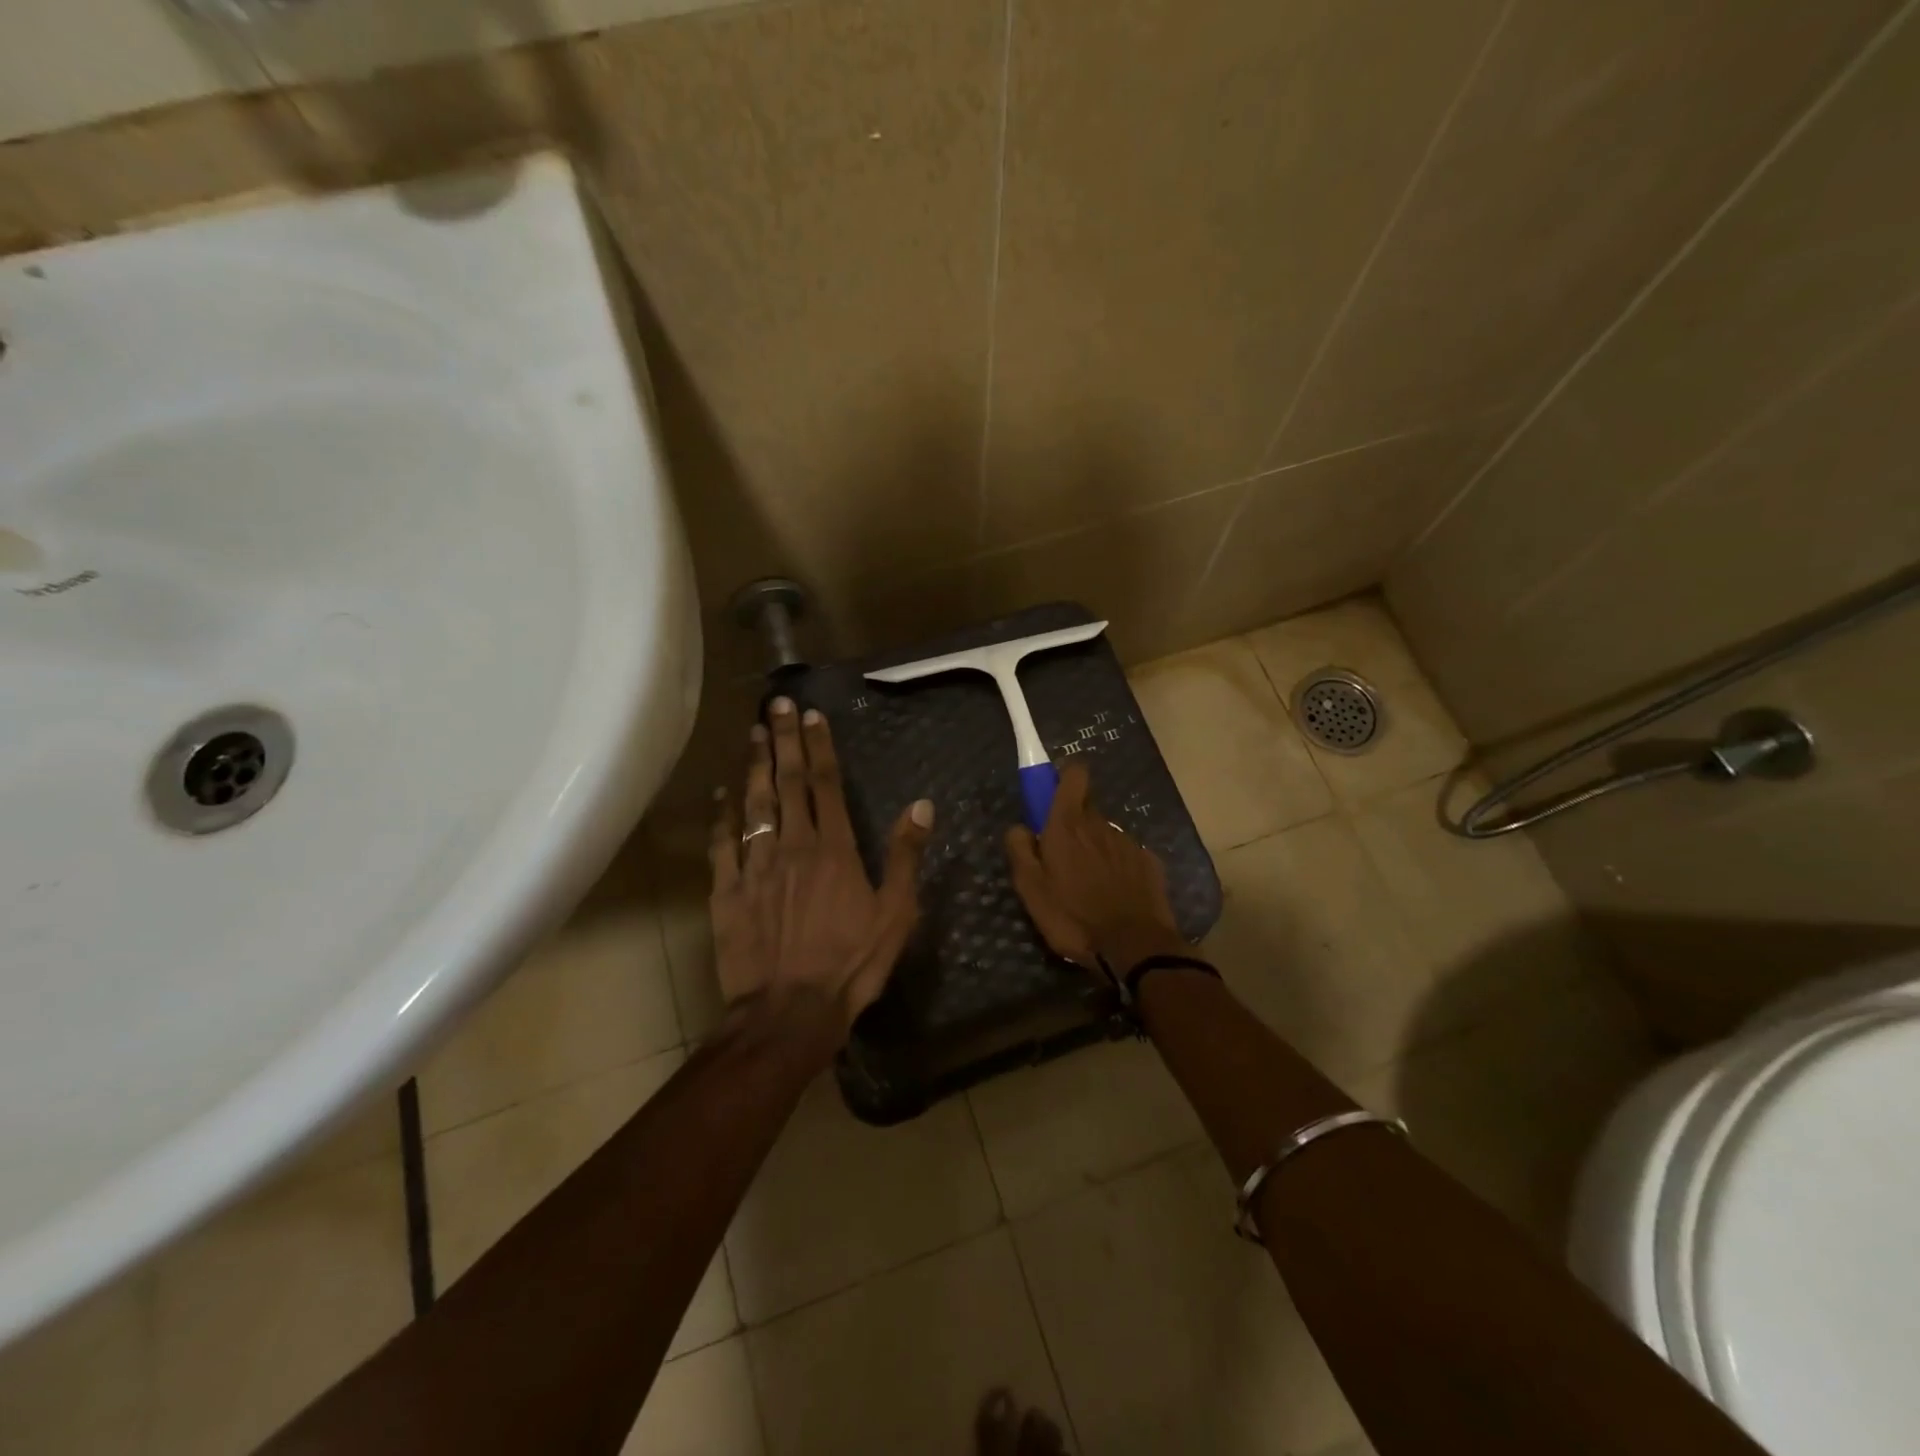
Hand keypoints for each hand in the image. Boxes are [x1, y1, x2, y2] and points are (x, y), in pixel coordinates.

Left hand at [709, 696, 933, 1036]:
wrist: (788, 1011)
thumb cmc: (851, 964)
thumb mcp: (896, 914)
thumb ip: (905, 856)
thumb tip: (922, 805)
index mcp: (834, 850)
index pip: (826, 786)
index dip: (820, 749)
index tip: (812, 716)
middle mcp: (793, 847)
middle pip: (787, 784)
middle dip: (783, 741)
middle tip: (776, 705)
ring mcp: (756, 868)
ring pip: (753, 806)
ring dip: (753, 766)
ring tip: (753, 733)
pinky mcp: (727, 892)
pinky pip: (722, 846)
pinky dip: (721, 817)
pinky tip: (720, 794)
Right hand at [1004, 762, 1185, 974]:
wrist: (1135, 947)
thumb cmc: (1074, 917)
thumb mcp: (1031, 889)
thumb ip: (1020, 851)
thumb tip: (1018, 827)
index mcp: (1068, 825)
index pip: (1074, 774)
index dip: (1065, 776)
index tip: (1054, 792)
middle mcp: (1101, 824)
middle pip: (1086, 809)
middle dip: (1073, 824)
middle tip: (1061, 858)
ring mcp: (1128, 843)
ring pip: (1105, 834)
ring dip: (1095, 849)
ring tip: (1088, 885)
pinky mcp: (1149, 863)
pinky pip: (1126, 855)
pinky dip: (1117, 867)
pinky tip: (1114, 895)